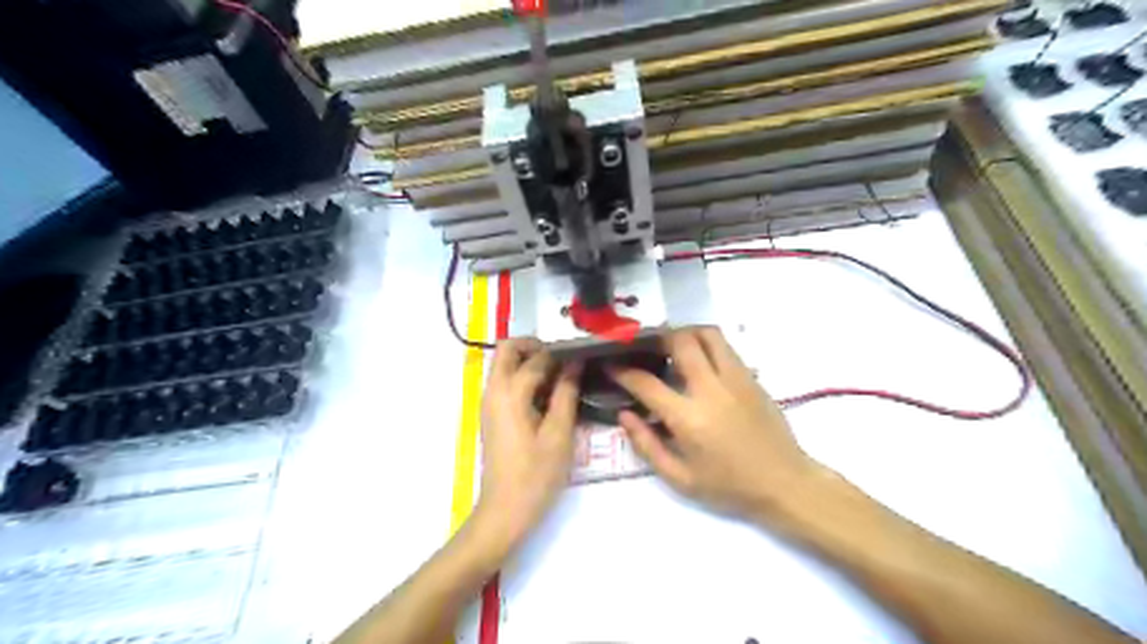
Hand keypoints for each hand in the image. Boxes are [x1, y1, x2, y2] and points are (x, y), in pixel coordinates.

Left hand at [469, 337, 583, 557]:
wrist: (505, 512)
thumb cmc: (536, 475)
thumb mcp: (559, 433)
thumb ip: (566, 392)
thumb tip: (574, 362)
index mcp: (508, 393)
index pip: (535, 358)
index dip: (560, 353)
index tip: (583, 354)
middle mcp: (493, 391)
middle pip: (507, 350)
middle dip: (535, 347)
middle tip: (565, 360)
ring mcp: (490, 404)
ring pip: (505, 365)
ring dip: (530, 362)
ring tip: (563, 378)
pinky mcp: (493, 416)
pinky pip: (506, 383)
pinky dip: (525, 379)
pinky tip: (550, 397)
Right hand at [610, 330, 814, 519]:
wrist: (784, 483)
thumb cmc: (729, 486)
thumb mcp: (680, 478)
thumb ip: (647, 445)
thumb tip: (624, 414)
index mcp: (689, 418)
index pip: (647, 383)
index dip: (623, 371)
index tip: (612, 365)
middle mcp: (711, 389)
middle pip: (680, 342)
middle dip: (657, 339)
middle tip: (646, 348)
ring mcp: (735, 379)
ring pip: (708, 334)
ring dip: (686, 334)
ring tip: (673, 347)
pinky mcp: (751, 377)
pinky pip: (726, 347)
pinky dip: (707, 344)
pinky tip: (700, 361)